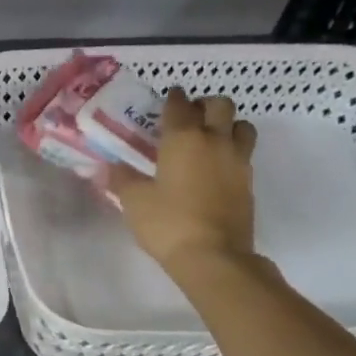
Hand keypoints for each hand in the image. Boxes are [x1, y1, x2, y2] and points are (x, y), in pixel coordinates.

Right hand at [110, 90, 258, 269]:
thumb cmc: (168, 223)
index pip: (179, 104)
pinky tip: (216, 169)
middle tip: (188, 120)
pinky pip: (244, 154)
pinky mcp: (249, 182)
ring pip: (241, 125)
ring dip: (227, 125)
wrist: (213, 256)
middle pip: (220, 105)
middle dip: (204, 105)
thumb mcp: (134, 202)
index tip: (166, 101)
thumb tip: (107, 167)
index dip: (172, 98)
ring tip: (209, 141)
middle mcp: (215, 140)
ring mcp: (237, 161)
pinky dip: (232, 152)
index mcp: (183, 138)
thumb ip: (121, 179)